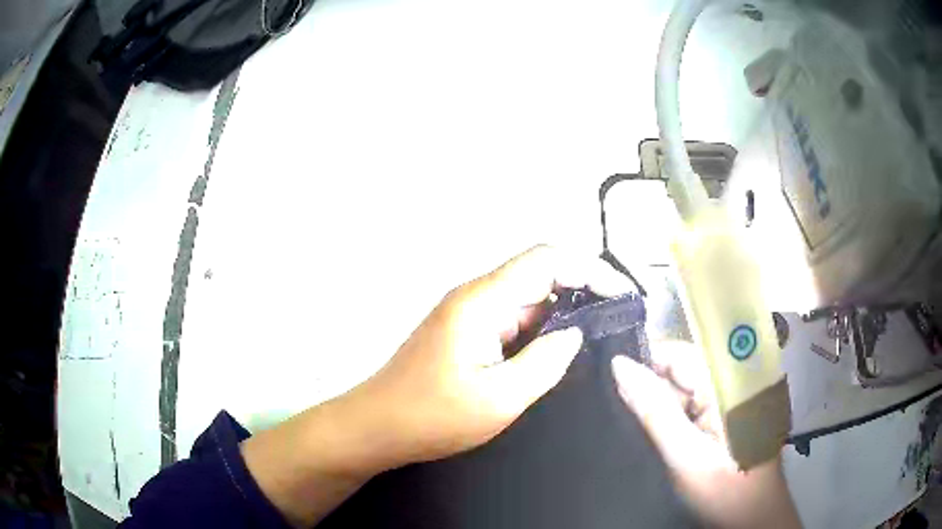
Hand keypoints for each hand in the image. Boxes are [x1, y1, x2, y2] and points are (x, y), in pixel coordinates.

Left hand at [243, 245, 630, 526]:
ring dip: (561, 316)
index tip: (620, 296)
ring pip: (527, 300)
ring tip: (594, 343)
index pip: (546, 259)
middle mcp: (476, 297)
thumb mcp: (500, 398)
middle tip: (614, 325)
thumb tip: (575, 334)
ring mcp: (468, 314)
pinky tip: (554, 356)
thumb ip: (546, 362)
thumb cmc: (432, 416)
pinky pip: (512, 321)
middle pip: (539, 275)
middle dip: (581, 292)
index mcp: (482, 301)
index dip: (590, 269)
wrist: (376, 427)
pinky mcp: (465, 333)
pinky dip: (538, 332)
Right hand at [611, 343, 801, 528]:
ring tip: (638, 425)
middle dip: (651, 385)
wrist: (752, 519)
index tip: (612, 377)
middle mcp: (733, 382)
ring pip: (686, 387)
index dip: (647, 359)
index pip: (681, 352)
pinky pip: (693, 404)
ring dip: (661, 403)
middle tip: (622, 410)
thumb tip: (620, 366)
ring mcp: (732, 399)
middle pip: (683, 368)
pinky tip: (661, 435)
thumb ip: (655, 411)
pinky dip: (674, 415)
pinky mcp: (727, 416)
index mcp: (730, 383)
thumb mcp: (686, 457)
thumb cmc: (724, 492)